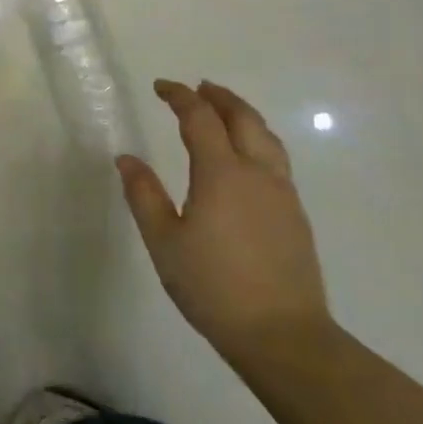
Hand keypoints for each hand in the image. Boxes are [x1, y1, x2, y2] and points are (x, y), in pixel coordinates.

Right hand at [116, 79, 330, 363]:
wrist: (283, 336)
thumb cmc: (213, 286)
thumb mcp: (164, 241)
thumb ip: (143, 195)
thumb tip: (127, 158)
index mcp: (222, 173)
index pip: (200, 119)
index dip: (180, 97)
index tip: (161, 87)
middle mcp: (257, 173)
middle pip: (243, 118)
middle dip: (219, 97)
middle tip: (197, 88)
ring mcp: (282, 194)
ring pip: (266, 137)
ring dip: (243, 115)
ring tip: (225, 110)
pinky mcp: (295, 215)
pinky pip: (276, 159)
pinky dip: (257, 140)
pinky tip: (246, 158)